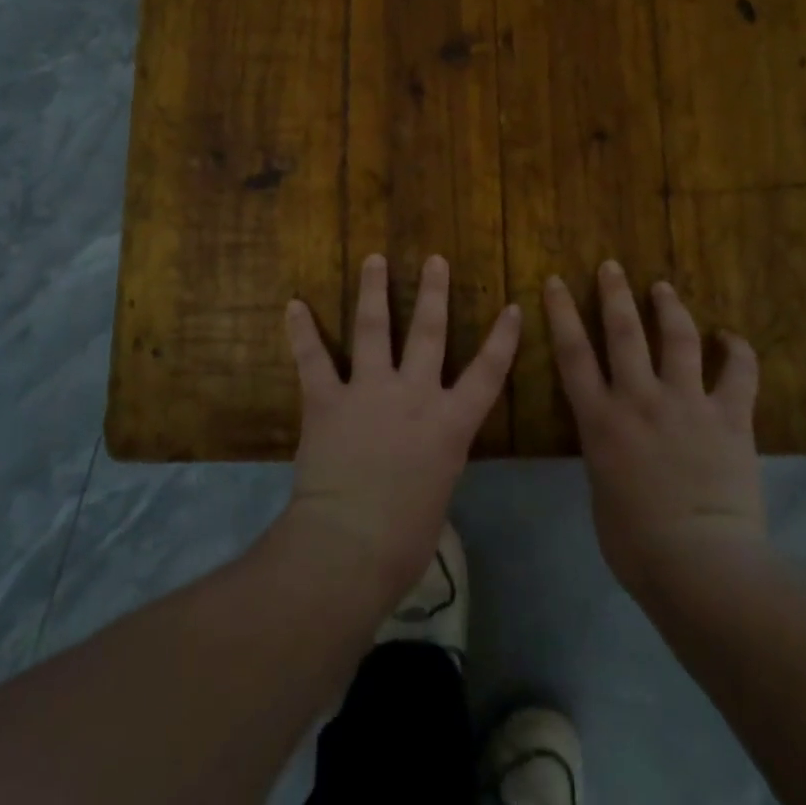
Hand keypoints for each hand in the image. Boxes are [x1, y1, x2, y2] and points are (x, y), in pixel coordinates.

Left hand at [284, 253, 518, 608]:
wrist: (350, 545)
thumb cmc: (404, 539)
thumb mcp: (438, 493)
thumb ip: (434, 459)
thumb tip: (424, 455)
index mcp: (449, 424)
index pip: (487, 373)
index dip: (503, 339)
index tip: (512, 306)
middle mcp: (414, 395)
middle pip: (429, 333)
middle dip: (434, 293)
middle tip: (435, 260)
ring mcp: (369, 391)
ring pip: (374, 328)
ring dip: (373, 290)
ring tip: (374, 259)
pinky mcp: (328, 400)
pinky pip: (313, 359)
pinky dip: (301, 331)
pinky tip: (293, 305)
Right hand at [546, 261, 765, 595]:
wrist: (700, 566)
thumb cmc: (636, 546)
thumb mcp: (602, 492)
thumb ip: (605, 455)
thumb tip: (614, 444)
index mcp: (601, 420)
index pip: (572, 353)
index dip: (561, 312)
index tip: (556, 281)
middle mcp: (639, 399)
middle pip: (623, 332)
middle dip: (614, 294)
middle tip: (612, 266)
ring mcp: (686, 403)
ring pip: (677, 338)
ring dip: (669, 307)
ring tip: (663, 287)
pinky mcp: (729, 417)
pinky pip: (739, 374)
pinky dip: (738, 351)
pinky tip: (731, 337)